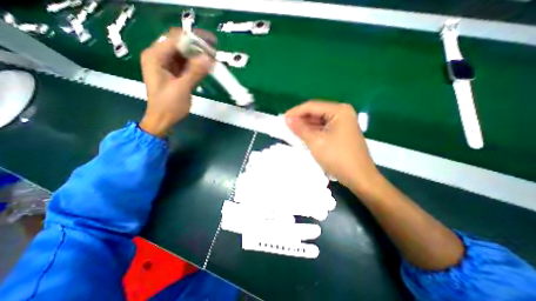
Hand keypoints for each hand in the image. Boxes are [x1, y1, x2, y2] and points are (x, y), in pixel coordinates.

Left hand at [139, 28, 214, 136]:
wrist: (163, 119)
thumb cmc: (168, 105)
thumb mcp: (182, 88)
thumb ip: (195, 72)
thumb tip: (209, 58)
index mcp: (155, 56)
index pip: (175, 39)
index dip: (194, 38)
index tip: (211, 43)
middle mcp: (160, 56)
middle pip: (180, 44)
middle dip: (198, 46)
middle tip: (215, 51)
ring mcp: (167, 65)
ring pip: (185, 54)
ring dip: (199, 55)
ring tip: (214, 58)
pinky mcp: (175, 73)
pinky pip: (187, 64)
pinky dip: (197, 65)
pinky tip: (207, 66)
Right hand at [285, 100, 379, 191]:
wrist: (359, 178)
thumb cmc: (337, 158)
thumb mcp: (315, 142)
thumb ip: (300, 128)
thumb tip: (287, 119)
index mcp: (339, 111)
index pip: (312, 106)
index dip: (295, 112)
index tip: (283, 119)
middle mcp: (342, 113)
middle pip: (316, 112)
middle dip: (300, 119)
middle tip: (286, 126)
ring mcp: (342, 123)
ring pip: (318, 121)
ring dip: (305, 126)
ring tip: (291, 131)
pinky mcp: (341, 133)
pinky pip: (323, 128)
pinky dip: (312, 132)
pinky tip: (303, 135)